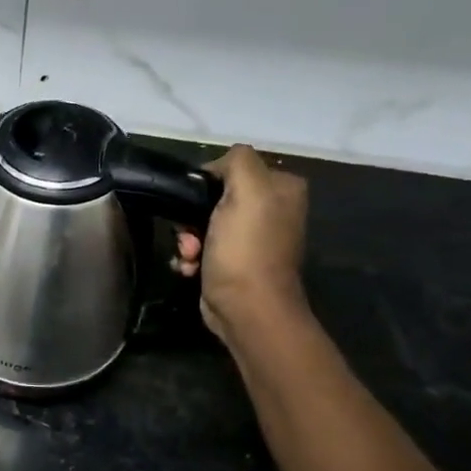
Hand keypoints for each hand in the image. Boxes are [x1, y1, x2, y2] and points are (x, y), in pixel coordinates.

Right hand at [170, 144, 309, 341]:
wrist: (246, 308)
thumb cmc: (245, 249)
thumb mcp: (247, 191)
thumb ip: (237, 162)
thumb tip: (217, 165)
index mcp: (282, 188)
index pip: (233, 168)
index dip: (207, 182)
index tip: (193, 202)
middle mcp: (271, 210)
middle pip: (214, 197)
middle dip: (192, 216)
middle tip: (189, 234)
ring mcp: (253, 238)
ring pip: (203, 223)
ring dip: (188, 239)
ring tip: (189, 255)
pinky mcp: (234, 262)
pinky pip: (203, 247)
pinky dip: (192, 256)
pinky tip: (190, 267)